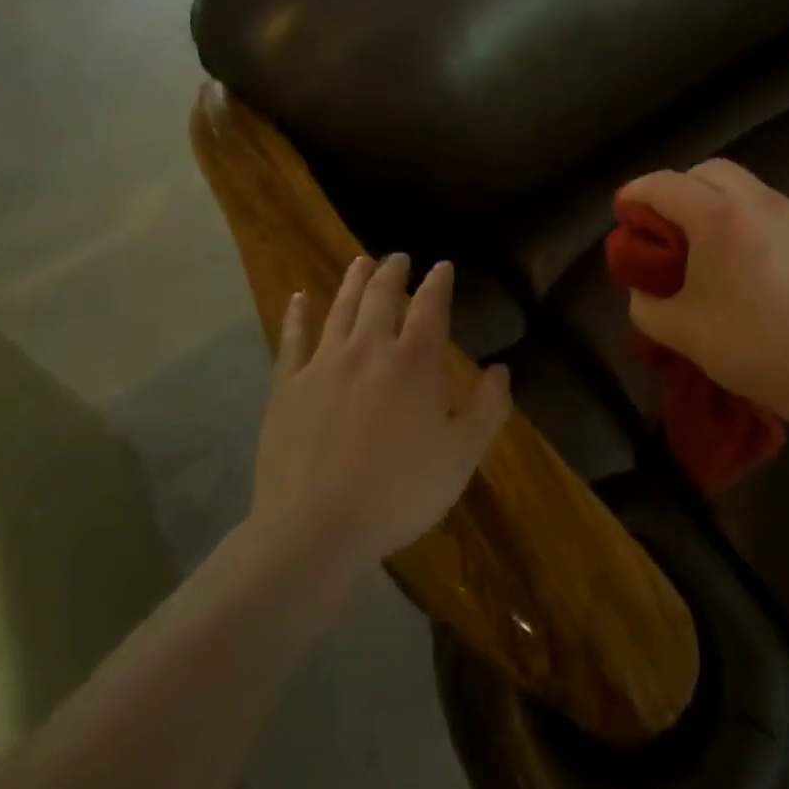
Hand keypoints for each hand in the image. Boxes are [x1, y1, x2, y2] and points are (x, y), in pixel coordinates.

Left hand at [246, 255, 510, 581]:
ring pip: (340, 308)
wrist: (314, 530)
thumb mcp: (461, 457)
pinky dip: (298, 314)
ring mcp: (323, 364)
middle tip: (399, 257)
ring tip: (361, 262)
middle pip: (381, 296)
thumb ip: (488, 409)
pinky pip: (293, 338)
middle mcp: (368, 349)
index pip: (430, 307)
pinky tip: (299, 297)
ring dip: (353, 281)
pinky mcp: (287, 386)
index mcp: (413, 363)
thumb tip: (501, 369)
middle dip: (393, 272)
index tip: (443, 266)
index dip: (438, 283)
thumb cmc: (398, 493)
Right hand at [617, 160, 788, 421]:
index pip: (665, 185)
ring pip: (747, 186)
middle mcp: (759, 201)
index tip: (624, 209)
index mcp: (719, 218)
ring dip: (720, 201)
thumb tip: (641, 287)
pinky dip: (755, 219)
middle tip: (668, 222)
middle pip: (709, 171)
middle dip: (681, 187)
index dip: (637, 192)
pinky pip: (778, 209)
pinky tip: (757, 257)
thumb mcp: (681, 332)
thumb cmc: (752, 348)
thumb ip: (645, 304)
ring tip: (715, 241)